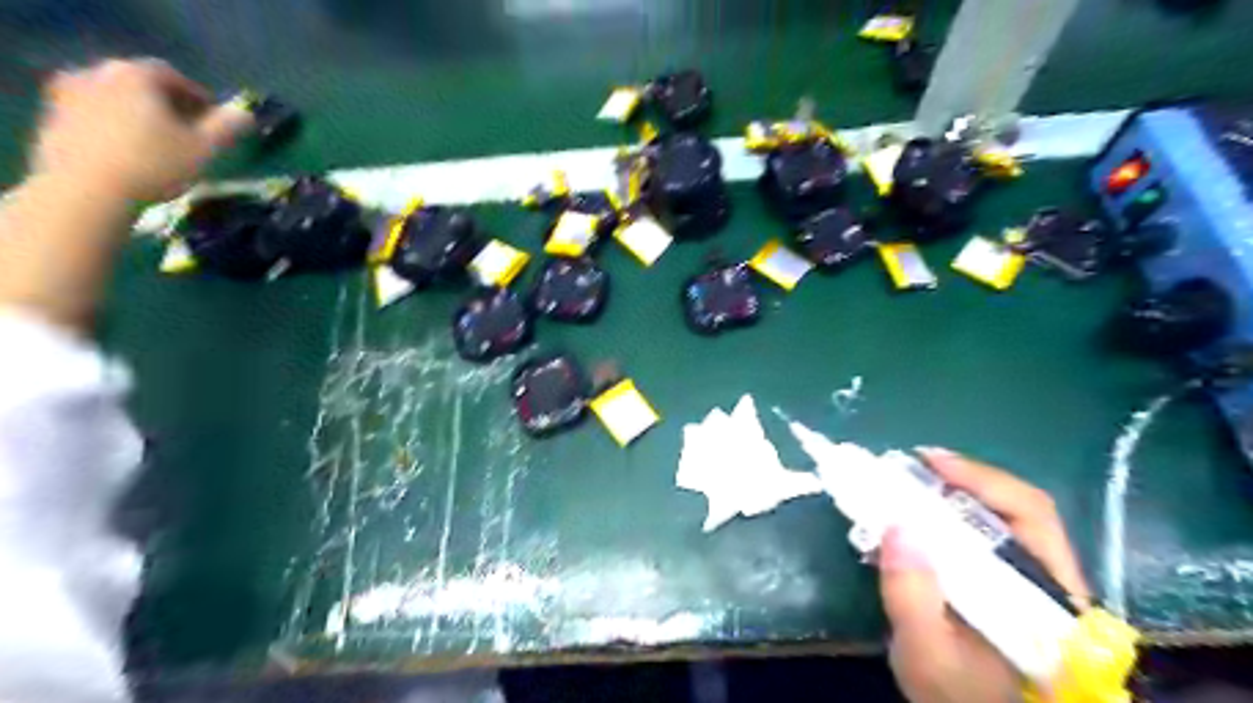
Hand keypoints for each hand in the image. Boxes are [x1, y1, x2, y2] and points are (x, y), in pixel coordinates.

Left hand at [28, 59, 249, 198]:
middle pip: (142, 85)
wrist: (86, 189)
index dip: (199, 97)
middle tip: (189, 133)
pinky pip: (96, 116)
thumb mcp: (205, 148)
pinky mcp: (55, 119)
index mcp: (136, 75)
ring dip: (141, 117)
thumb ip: (228, 127)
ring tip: (161, 146)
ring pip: (118, 100)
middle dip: (168, 106)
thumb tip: (247, 114)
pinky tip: (132, 155)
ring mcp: (70, 94)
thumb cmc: (155, 164)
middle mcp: (98, 73)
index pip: (174, 76)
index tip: (214, 122)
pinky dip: (117, 128)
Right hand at [875, 451, 1092, 701]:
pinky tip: (913, 517)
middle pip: (1015, 508)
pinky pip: (979, 536)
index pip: (1031, 516)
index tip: (929, 462)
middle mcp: (1046, 579)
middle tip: (910, 467)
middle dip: (961, 479)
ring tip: (906, 484)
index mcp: (1046, 597)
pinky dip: (944, 516)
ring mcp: (1026, 581)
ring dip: (949, 495)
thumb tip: (897, 526)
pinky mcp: (1003, 584)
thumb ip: (912, 599)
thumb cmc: (959, 698)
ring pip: (996, 519)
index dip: (981, 479)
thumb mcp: (926, 656)